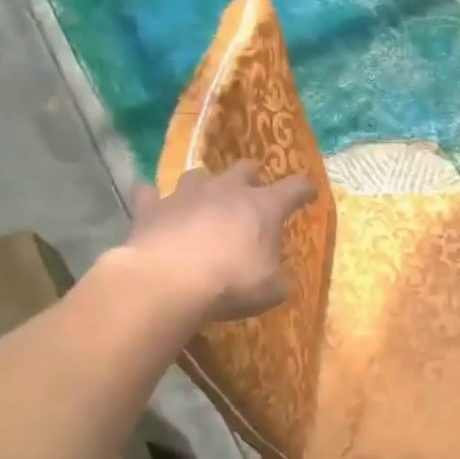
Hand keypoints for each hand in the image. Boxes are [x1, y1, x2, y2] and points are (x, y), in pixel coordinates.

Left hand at [122, 163, 316, 322]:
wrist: (168, 282)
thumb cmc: (231, 283)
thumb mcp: (270, 290)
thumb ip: (278, 278)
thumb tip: (278, 278)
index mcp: (264, 207)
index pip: (295, 187)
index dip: (304, 190)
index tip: (308, 194)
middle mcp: (228, 190)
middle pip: (244, 168)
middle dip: (251, 177)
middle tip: (252, 192)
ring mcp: (187, 194)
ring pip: (199, 175)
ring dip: (206, 186)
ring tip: (205, 201)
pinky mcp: (152, 206)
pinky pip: (151, 193)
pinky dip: (155, 199)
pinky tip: (155, 206)